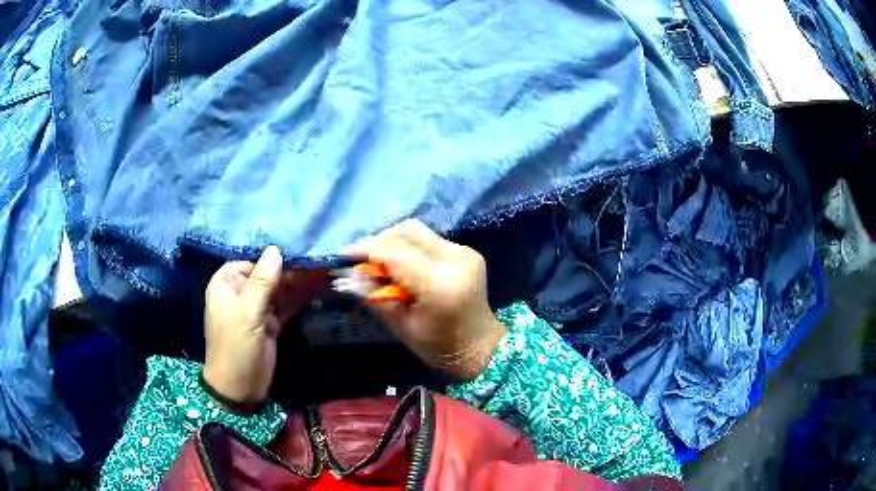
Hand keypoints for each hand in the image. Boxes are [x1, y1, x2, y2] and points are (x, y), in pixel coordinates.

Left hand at [203, 246, 320, 405]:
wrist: (240, 388)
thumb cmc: (236, 347)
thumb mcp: (247, 313)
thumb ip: (262, 281)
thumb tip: (276, 249)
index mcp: (227, 284)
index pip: (251, 262)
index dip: (273, 259)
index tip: (298, 254)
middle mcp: (241, 293)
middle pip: (268, 275)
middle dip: (290, 271)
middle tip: (317, 262)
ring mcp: (257, 309)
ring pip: (279, 290)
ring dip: (298, 284)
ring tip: (322, 272)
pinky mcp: (270, 323)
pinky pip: (286, 306)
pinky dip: (299, 299)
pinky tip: (317, 289)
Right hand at [345, 220, 505, 380]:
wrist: (482, 346)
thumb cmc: (440, 347)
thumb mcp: (402, 327)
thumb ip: (376, 297)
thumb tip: (350, 275)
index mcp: (439, 285)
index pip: (395, 254)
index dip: (366, 250)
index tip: (344, 254)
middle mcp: (455, 260)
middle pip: (407, 231)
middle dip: (380, 241)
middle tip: (363, 259)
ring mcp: (465, 253)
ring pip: (419, 231)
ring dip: (395, 241)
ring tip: (381, 262)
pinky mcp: (467, 252)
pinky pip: (430, 240)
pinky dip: (411, 248)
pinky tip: (404, 266)